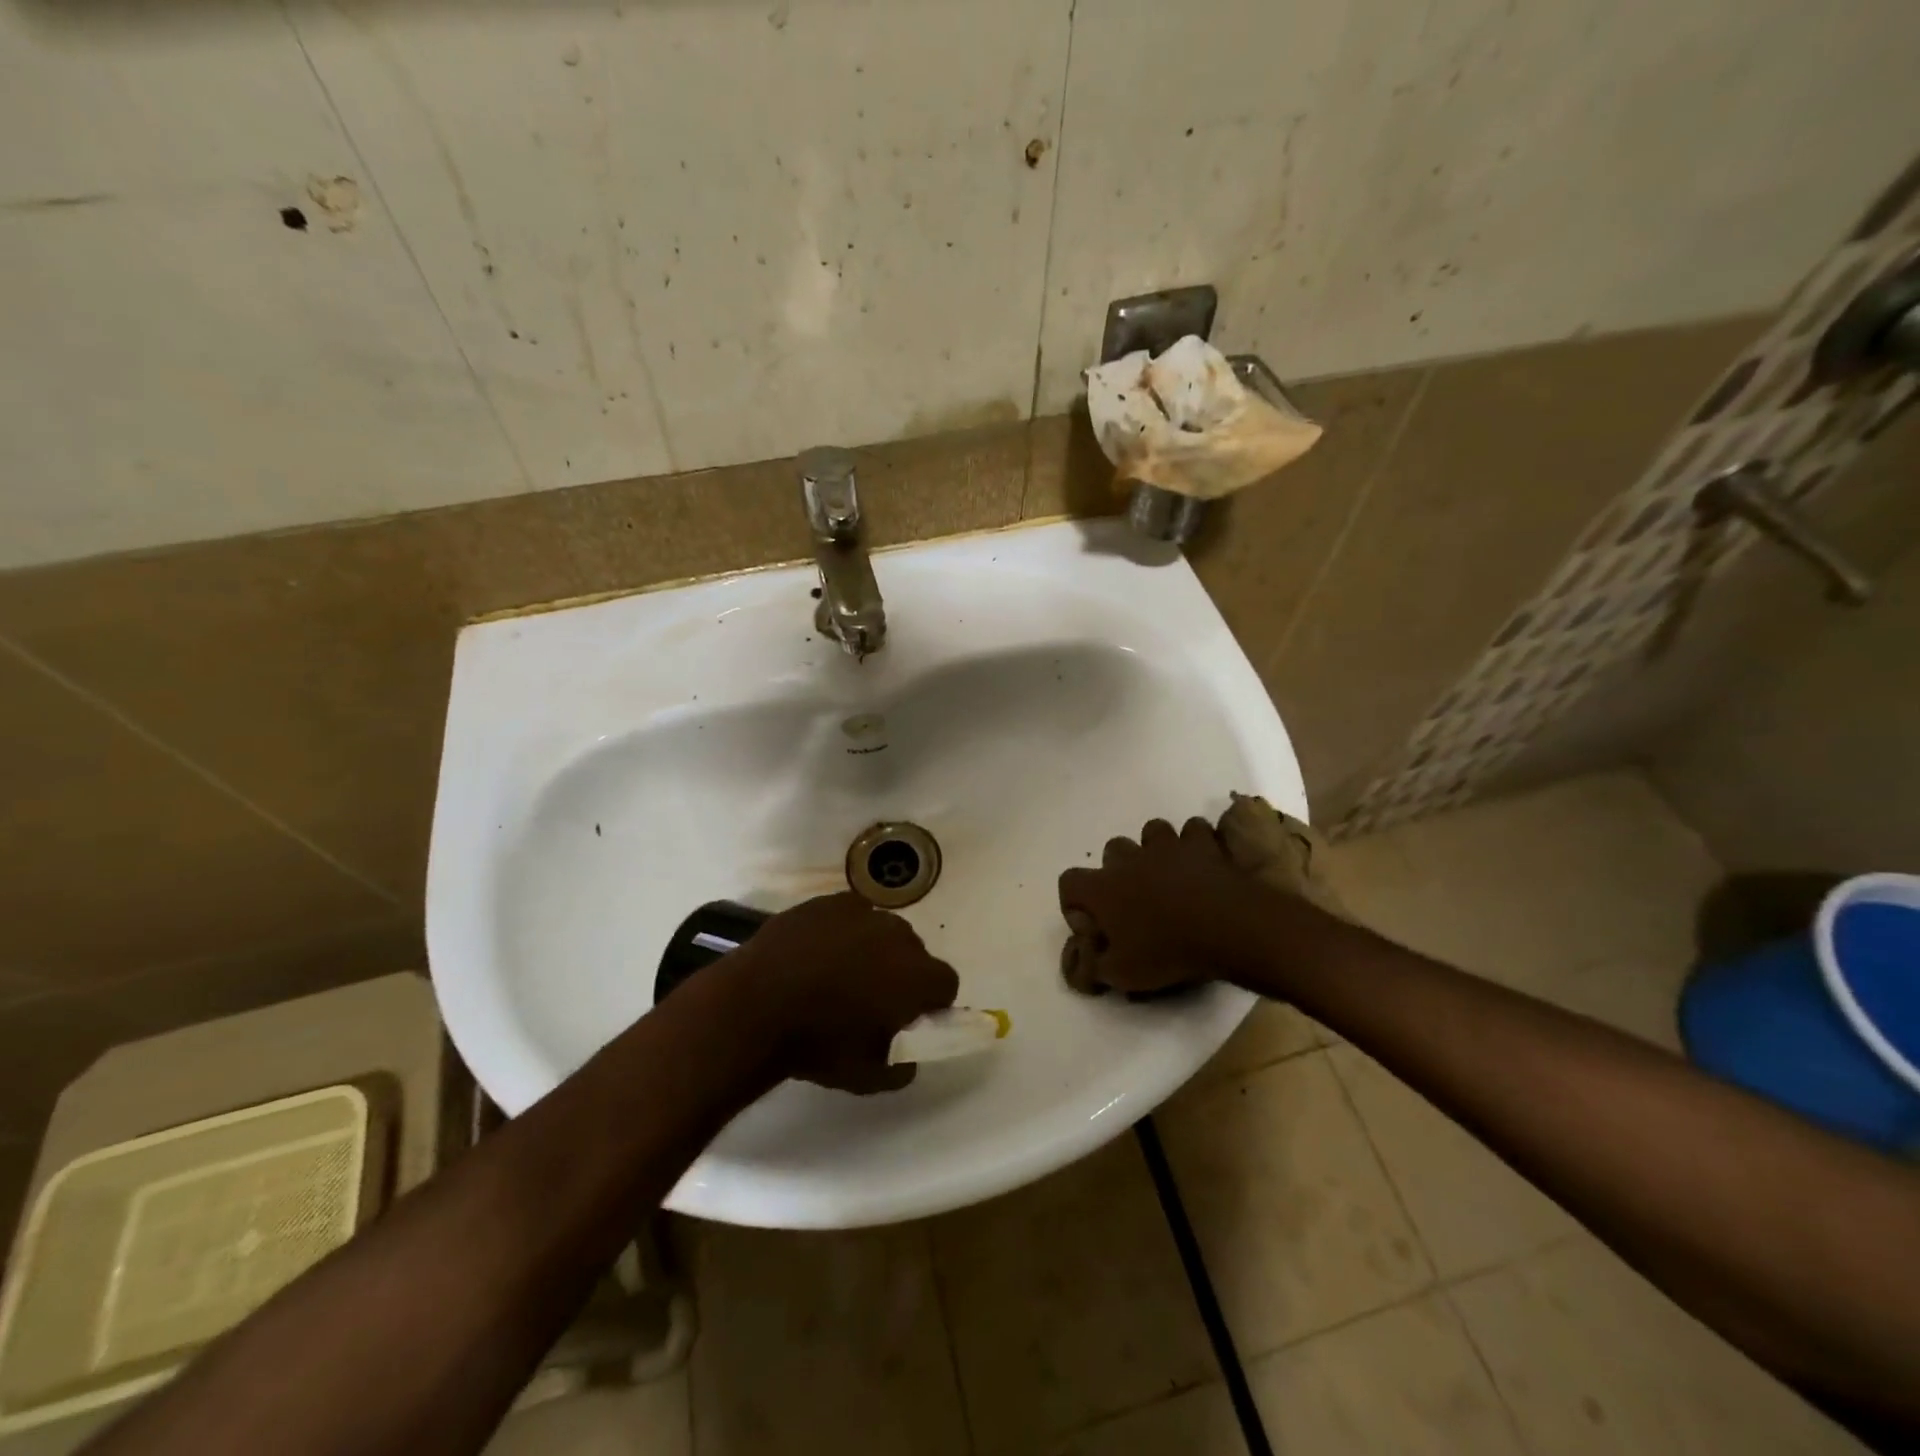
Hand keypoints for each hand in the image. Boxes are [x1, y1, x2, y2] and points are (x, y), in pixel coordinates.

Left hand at [723, 892, 958, 1092]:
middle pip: (915, 952)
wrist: (754, 1005)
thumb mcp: (866, 1077)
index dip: (931, 1002)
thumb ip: (901, 1067)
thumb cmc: (817, 1044)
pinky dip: (843, 931)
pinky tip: (817, 952)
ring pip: (882, 931)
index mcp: (916, 975)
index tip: (908, 1018)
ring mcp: (862, 912)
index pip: (946, 983)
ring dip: (872, 949)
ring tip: (838, 973)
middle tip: (870, 998)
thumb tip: (908, 1056)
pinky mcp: (829, 902)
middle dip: (901, 973)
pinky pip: (850, 915)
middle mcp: (898, 935)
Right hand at [1057, 816, 1269, 996]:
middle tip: (1135, 900)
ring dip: (1156, 851)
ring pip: (1151, 832)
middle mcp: (1129, 859)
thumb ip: (1094, 966)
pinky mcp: (1202, 843)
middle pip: (1111, 850)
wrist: (1228, 928)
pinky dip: (1195, 844)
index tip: (1095, 926)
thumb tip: (1085, 961)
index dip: (1075, 903)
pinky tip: (1202, 864)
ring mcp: (1167, 846)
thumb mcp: (1122, 975)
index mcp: (1102, 888)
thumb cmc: (1168, 951)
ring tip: (1169, 875)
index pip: (1068, 883)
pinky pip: (1194, 831)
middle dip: (1118, 870)